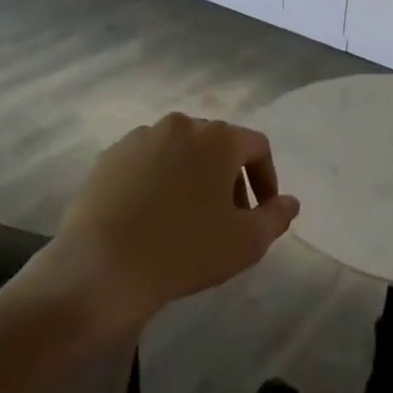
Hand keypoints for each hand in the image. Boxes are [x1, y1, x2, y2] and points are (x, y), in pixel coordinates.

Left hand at [44, 113, 298, 326]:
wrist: (102, 267)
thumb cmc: (185, 250)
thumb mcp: (246, 242)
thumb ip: (276, 217)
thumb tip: (290, 202)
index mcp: (217, 137)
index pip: (256, 146)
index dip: (266, 178)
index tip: (261, 212)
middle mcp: (180, 125)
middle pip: (217, 146)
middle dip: (230, 179)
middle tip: (227, 219)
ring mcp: (140, 138)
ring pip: (180, 153)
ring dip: (193, 178)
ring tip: (188, 219)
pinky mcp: (109, 157)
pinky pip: (147, 163)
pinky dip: (159, 182)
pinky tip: (152, 218)